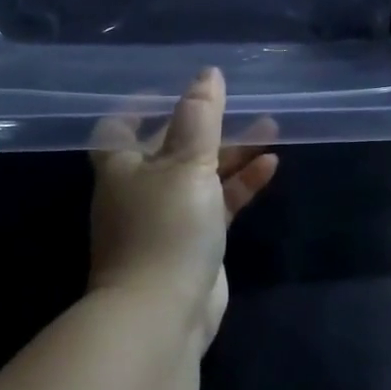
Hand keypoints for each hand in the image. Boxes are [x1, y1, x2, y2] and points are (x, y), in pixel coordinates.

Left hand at [89, 68, 277, 351]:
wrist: (162, 315)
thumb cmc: (165, 227)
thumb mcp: (186, 162)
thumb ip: (200, 116)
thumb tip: (208, 74)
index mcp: (122, 166)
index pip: (120, 126)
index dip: (140, 106)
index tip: (170, 88)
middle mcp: (141, 188)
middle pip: (172, 146)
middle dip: (206, 125)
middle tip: (238, 102)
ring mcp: (168, 217)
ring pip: (202, 173)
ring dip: (233, 151)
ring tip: (270, 126)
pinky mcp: (195, 242)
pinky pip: (220, 202)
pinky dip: (242, 183)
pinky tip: (271, 165)